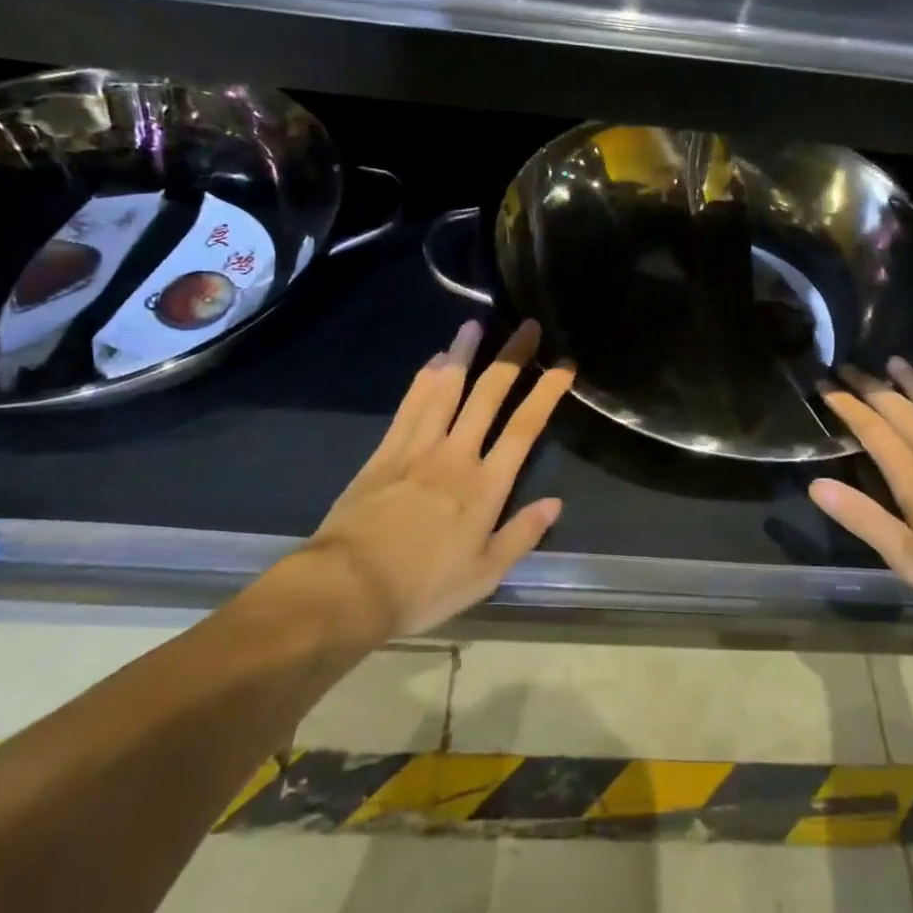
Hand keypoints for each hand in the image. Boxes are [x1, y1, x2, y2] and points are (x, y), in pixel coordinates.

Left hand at [306, 318, 574, 636]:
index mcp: (485, 487)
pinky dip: (425, 378)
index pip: (524, 428)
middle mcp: (455, 455)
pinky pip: (410, 404)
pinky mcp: (386, 450)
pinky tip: (434, 360)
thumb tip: (555, 503)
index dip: (546, 393)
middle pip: (488, 395)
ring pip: (445, 389)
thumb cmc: (422, 587)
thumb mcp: (484, 575)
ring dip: (463, 353)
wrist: (348, 588)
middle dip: (511, 358)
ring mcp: (417, 447)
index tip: (563, 367)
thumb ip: (522, 535)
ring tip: (475, 325)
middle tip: (527, 326)